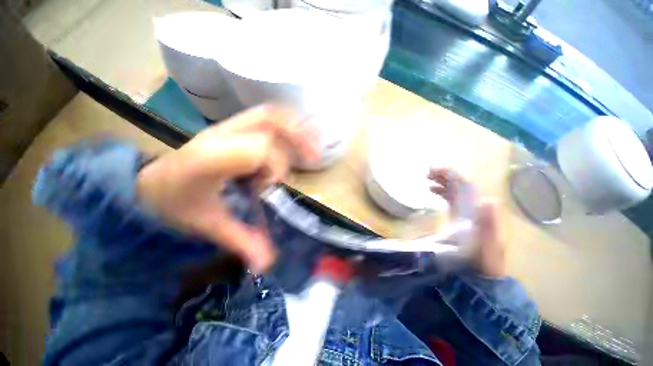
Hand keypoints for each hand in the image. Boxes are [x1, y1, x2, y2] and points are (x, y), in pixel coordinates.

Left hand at [137, 105, 318, 271]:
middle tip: (314, 156)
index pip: (257, 150)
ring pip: (268, 114)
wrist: (153, 183)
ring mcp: (226, 128)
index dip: (275, 167)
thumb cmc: (176, 204)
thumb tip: (268, 264)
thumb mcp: (208, 225)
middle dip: (297, 136)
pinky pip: (265, 118)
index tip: (273, 187)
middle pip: (267, 121)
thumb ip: (240, 241)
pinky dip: (286, 125)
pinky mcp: (233, 129)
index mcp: (209, 159)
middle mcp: (219, 136)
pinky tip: (297, 137)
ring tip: (311, 146)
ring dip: (295, 128)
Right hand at [428, 168, 505, 277]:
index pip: (466, 185)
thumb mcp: (486, 246)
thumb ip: (488, 225)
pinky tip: (432, 192)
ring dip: (441, 182)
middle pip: (460, 185)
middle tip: (426, 173)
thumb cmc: (483, 261)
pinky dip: (441, 192)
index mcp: (480, 209)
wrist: (483, 273)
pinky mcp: (462, 217)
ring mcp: (469, 211)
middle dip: (444, 176)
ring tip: (427, 179)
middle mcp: (476, 206)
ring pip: (455, 190)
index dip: (450, 174)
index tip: (433, 170)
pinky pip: (451, 198)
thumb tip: (487, 200)